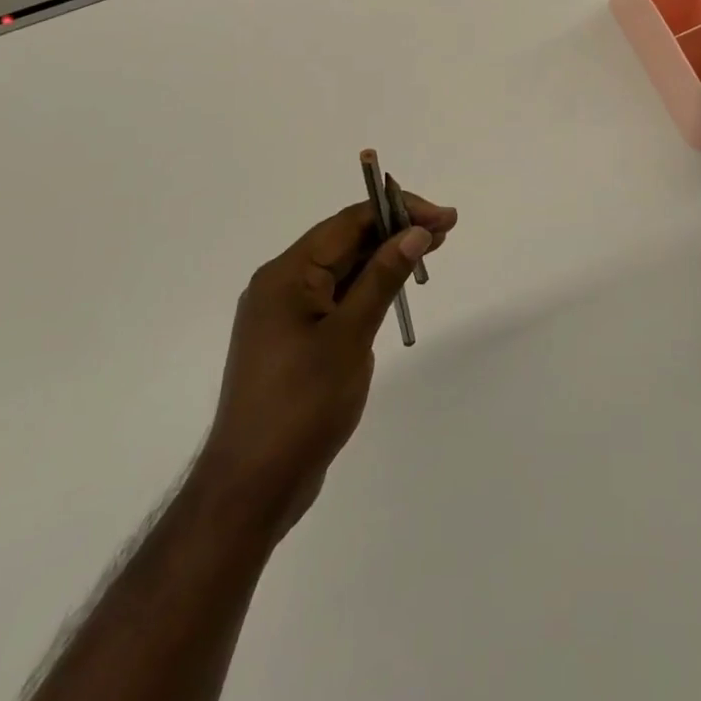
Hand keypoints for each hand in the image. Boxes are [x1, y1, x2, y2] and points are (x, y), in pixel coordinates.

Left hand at [196, 189, 457, 540]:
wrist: (253, 488)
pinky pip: (337, 298)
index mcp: (287, 275)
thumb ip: (383, 278)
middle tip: (446, 230)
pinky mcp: (296, 341)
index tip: (442, 217)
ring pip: (343, 270)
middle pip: (346, 242)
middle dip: (396, 232)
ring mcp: (287, 315)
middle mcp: (282, 285)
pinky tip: (396, 287)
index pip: (348, 223)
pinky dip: (369, 287)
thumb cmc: (302, 405)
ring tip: (431, 250)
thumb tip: (416, 232)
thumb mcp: (350, 336)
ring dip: (385, 258)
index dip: (398, 212)